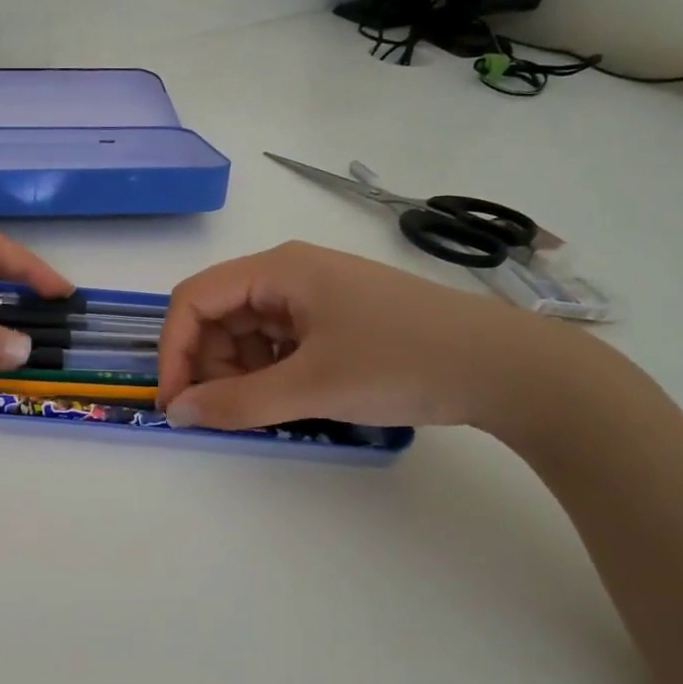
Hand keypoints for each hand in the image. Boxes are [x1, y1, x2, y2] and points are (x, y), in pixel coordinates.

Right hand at [156, 240, 576, 432]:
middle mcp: (289, 273)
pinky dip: (270, 372)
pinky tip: (293, 399)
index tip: (175, 404)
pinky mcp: (336, 317)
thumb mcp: (312, 387)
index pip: (193, 299)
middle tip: (225, 414)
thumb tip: (176, 413)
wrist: (508, 367)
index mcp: (277, 270)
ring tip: (266, 410)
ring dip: (240, 372)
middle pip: (218, 315)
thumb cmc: (403, 362)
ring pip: (248, 331)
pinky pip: (280, 342)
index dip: (174, 350)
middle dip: (209, 364)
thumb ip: (237, 403)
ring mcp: (315, 294)